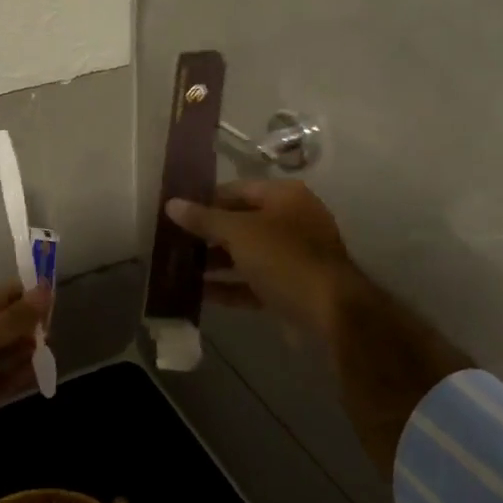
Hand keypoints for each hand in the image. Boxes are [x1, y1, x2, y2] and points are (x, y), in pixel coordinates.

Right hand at [170, 181, 469, 476]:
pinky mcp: (290, 287)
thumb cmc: (284, 259)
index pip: (236, 190)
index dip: (205, 200)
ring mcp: (292, 256)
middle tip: (172, 243)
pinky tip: (199, 293)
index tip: (175, 213)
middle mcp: (291, 221)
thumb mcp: (239, 233)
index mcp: (284, 196)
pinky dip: (229, 286)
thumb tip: (172, 204)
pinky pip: (252, 282)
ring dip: (215, 262)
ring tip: (179, 269)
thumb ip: (204, 219)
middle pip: (240, 222)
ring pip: (245, 254)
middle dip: (207, 234)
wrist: (331, 312)